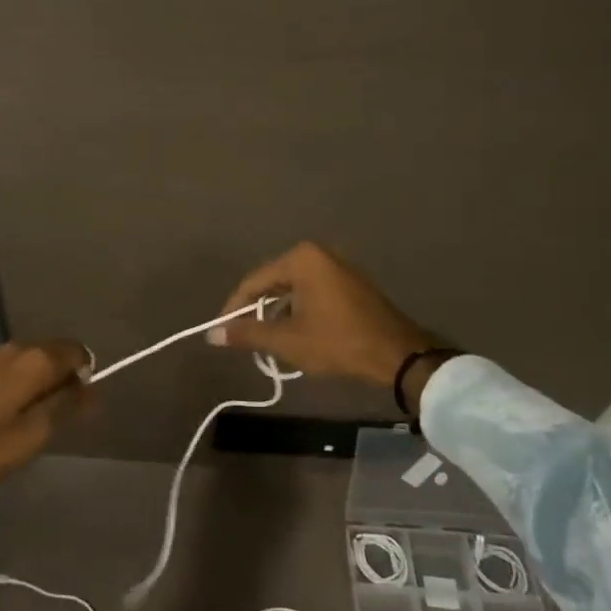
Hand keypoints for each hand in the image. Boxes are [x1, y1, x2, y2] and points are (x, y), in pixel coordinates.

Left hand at [0, 340, 93, 486]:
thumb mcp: (35, 432)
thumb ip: (67, 406)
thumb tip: (93, 388)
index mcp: (38, 359)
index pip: (78, 351)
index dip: (87, 375)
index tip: (80, 405)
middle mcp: (21, 347)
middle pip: (57, 354)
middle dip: (66, 379)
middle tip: (60, 416)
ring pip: (36, 361)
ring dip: (44, 383)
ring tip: (38, 418)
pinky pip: (18, 368)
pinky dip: (26, 384)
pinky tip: (16, 411)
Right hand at [209, 242, 440, 388]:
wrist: (398, 355)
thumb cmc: (338, 342)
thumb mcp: (287, 340)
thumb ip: (247, 333)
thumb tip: (212, 335)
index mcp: (301, 259)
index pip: (254, 282)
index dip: (234, 308)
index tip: (222, 333)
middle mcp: (318, 254)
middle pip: (273, 283)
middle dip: (257, 311)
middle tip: (244, 338)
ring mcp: (337, 267)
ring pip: (292, 289)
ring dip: (277, 314)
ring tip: (267, 341)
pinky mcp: (349, 284)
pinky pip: (311, 293)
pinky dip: (298, 311)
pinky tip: (295, 335)